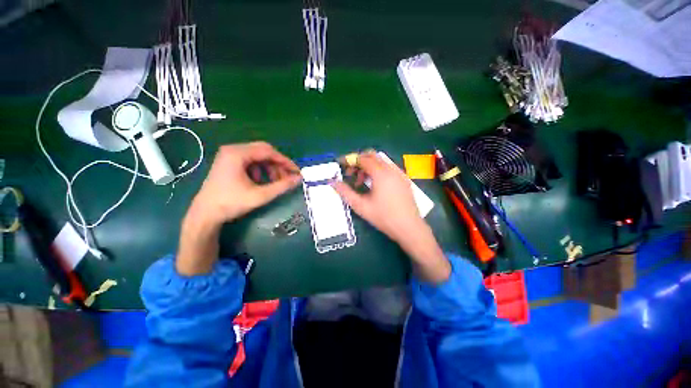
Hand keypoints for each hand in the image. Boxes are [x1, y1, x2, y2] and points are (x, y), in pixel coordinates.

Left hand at [192, 142, 300, 224]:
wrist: (205, 214)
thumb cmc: (231, 203)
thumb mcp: (260, 195)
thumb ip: (282, 186)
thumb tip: (299, 179)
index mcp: (238, 154)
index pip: (268, 151)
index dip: (285, 161)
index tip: (296, 172)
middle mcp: (233, 149)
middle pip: (264, 151)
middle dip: (278, 164)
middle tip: (287, 177)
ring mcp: (229, 155)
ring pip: (258, 156)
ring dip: (270, 167)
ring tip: (275, 182)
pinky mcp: (228, 162)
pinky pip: (251, 161)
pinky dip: (261, 169)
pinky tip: (260, 181)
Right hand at [333, 152, 423, 243]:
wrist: (409, 227)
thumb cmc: (384, 217)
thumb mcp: (361, 206)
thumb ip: (345, 192)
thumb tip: (333, 182)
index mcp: (380, 173)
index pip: (362, 159)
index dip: (350, 160)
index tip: (341, 165)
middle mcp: (391, 169)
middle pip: (372, 156)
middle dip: (359, 161)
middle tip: (351, 174)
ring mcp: (400, 173)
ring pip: (381, 161)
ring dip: (369, 166)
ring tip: (362, 182)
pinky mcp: (404, 179)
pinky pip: (389, 167)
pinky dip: (379, 170)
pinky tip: (376, 184)